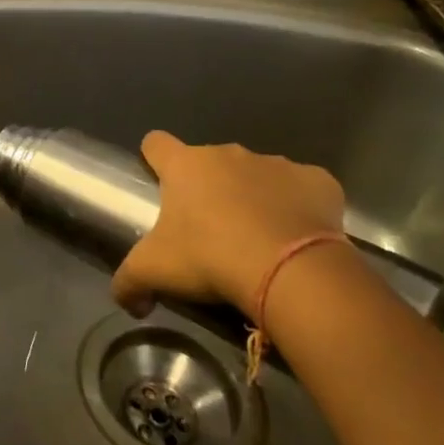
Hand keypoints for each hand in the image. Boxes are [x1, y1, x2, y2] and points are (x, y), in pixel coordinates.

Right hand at [111, 131, 346, 319]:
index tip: (160, 182)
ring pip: (257, 175)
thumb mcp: (155, 272)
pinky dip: (299, 207)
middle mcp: (228, 153)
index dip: (154, 159)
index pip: (156, 143)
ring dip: (254, 197)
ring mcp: (275, 163)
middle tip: (211, 232)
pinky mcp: (318, 181)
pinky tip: (299, 238)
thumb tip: (125, 301)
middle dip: (209, 188)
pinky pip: (303, 189)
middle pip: (210, 162)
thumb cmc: (210, 257)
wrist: (290, 271)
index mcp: (185, 165)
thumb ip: (129, 282)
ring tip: (259, 241)